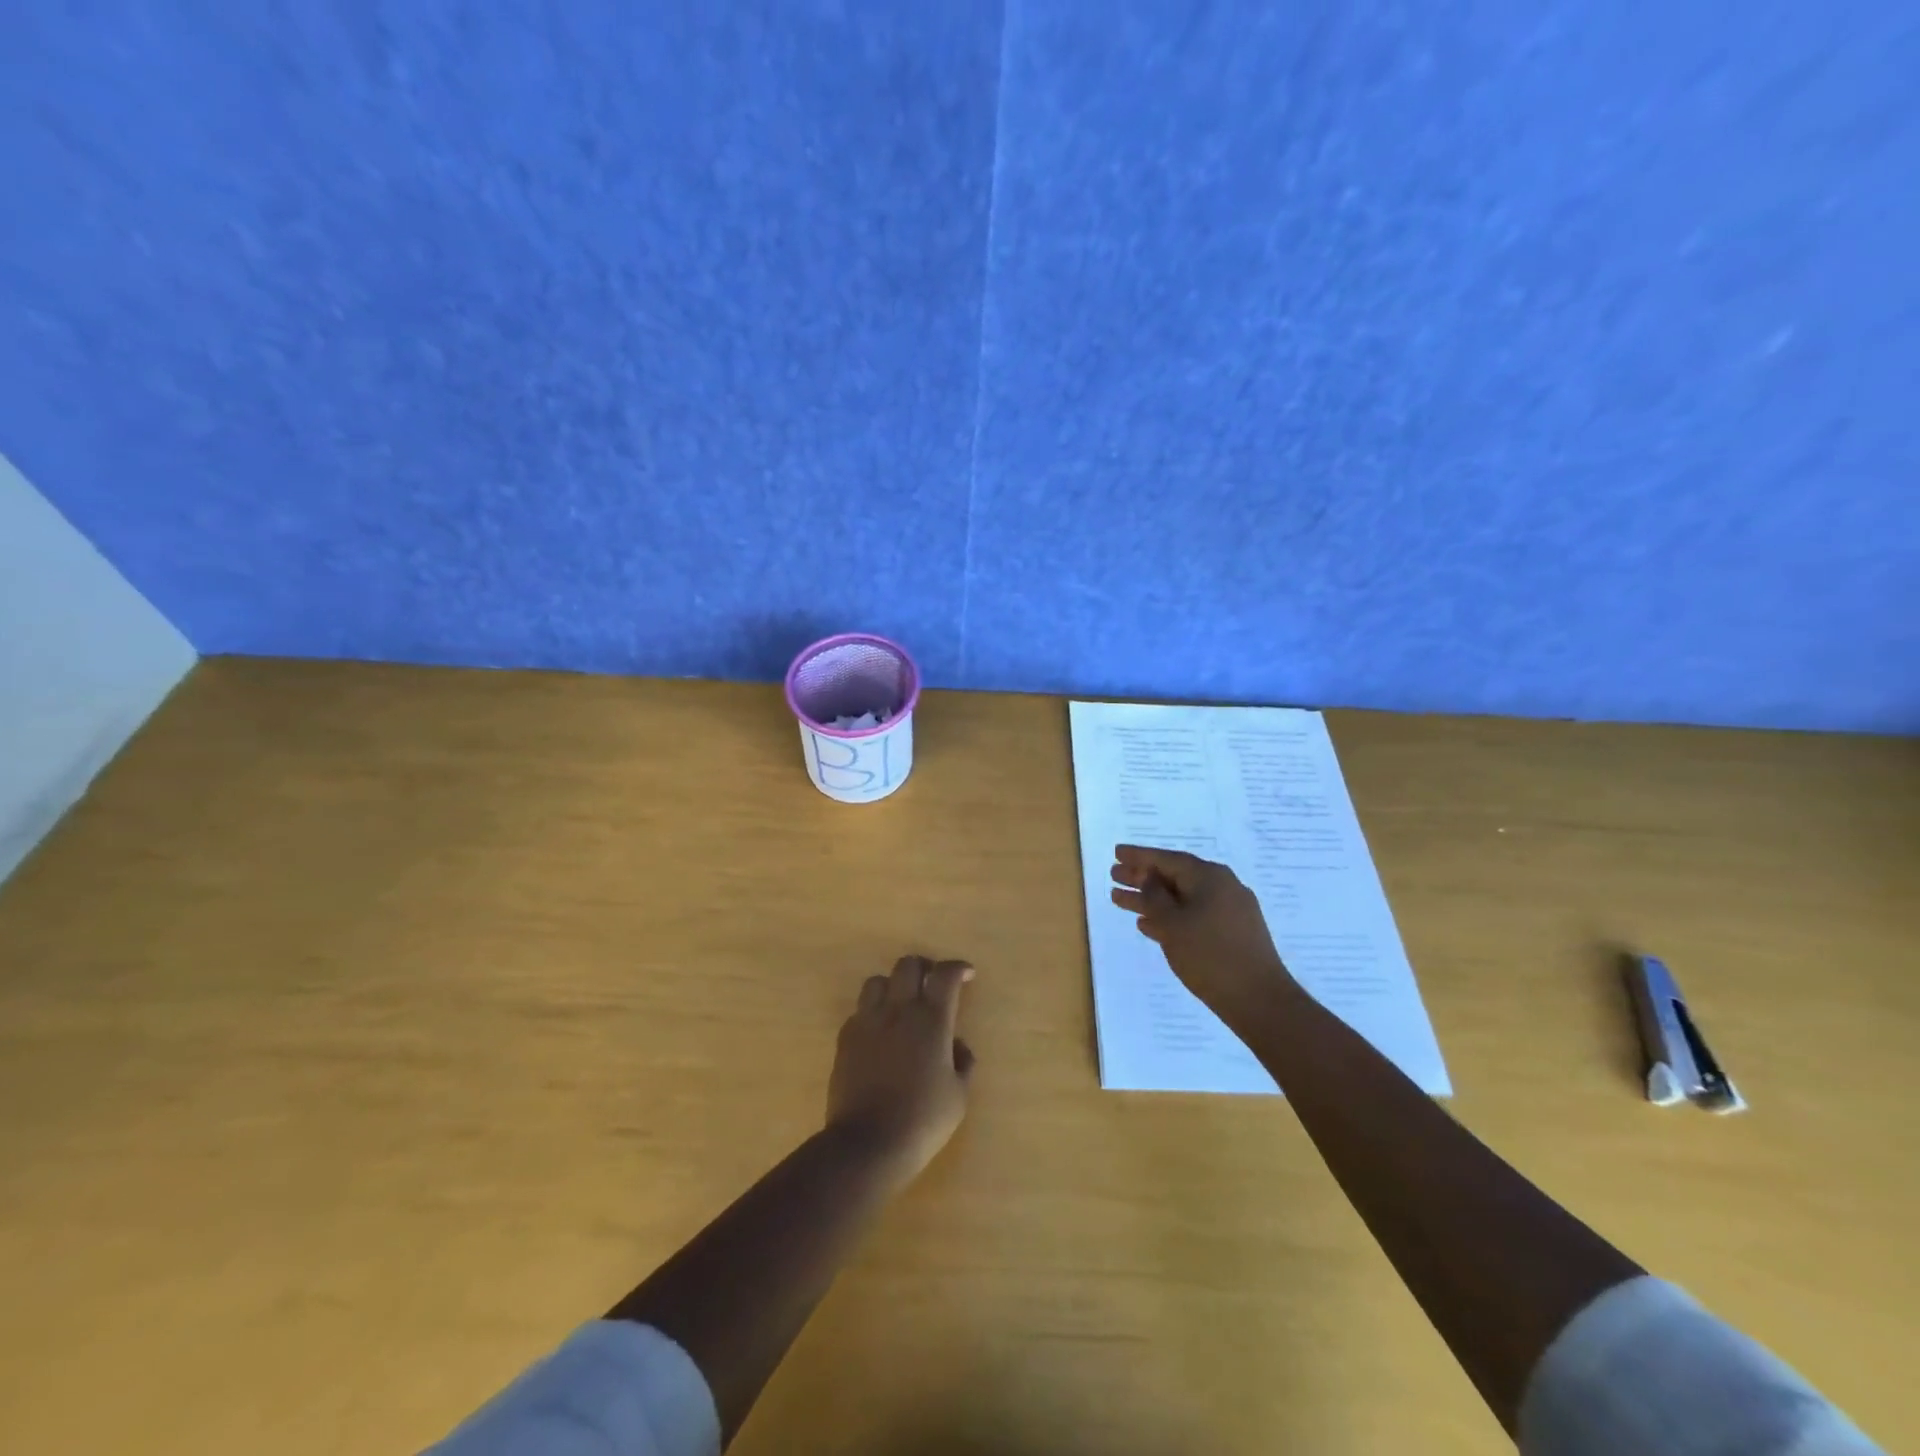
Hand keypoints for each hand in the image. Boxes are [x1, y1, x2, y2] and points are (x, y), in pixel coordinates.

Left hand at [826, 956, 975, 1186]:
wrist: (867, 1144)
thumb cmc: (922, 1121)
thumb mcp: (958, 1096)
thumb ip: (963, 1062)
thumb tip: (957, 1045)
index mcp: (931, 1020)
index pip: (945, 974)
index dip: (958, 968)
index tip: (966, 975)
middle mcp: (898, 1010)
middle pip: (908, 965)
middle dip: (924, 968)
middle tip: (933, 986)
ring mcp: (867, 1021)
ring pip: (877, 981)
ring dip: (893, 986)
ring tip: (902, 1005)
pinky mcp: (845, 1038)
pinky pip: (859, 1010)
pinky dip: (872, 1013)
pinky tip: (879, 1034)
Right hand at [1110, 845, 1298, 1028]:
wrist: (1259, 999)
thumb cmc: (1209, 956)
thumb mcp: (1172, 923)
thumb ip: (1154, 896)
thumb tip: (1148, 877)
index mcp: (1209, 877)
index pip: (1167, 859)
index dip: (1139, 856)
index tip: (1116, 852)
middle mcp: (1222, 886)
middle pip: (1174, 876)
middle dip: (1142, 877)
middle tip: (1113, 876)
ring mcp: (1229, 910)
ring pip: (1182, 898)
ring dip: (1151, 899)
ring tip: (1120, 900)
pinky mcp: (1232, 933)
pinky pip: (1193, 914)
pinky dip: (1170, 916)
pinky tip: (1148, 925)